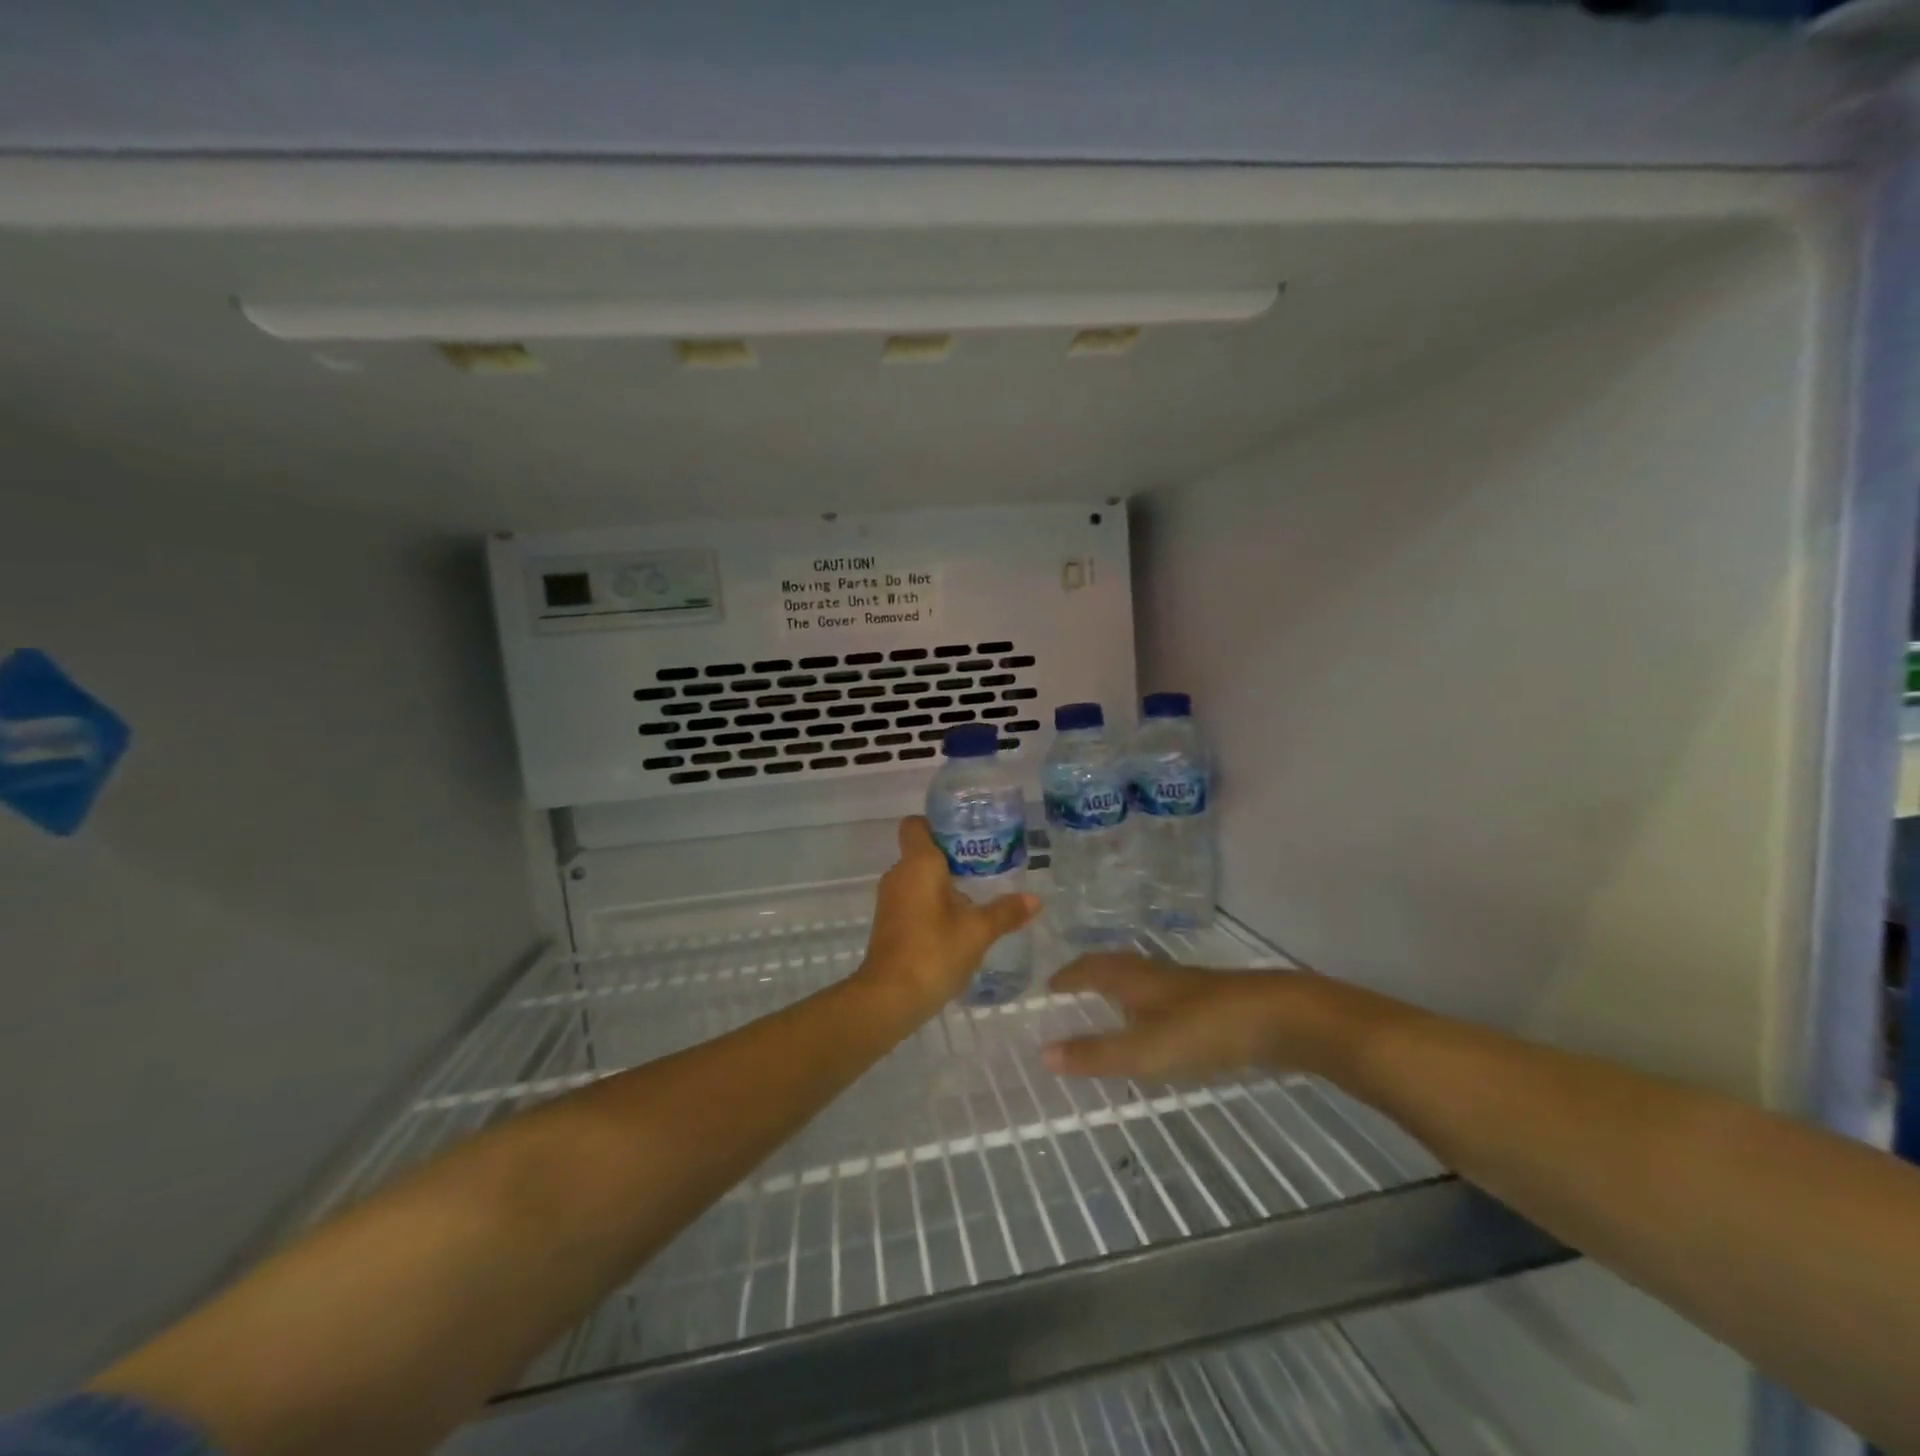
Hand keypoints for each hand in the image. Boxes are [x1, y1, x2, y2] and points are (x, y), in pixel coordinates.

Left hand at [854, 816, 1039, 1017]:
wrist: (890, 997)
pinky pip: (913, 899)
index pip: (916, 825)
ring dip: (943, 884)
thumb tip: (1035, 899)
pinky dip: (932, 904)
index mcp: (918, 863)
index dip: (937, 824)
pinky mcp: (889, 923)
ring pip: (918, 878)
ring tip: (978, 894)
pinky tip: (958, 922)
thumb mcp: (978, 931)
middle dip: (951, 857)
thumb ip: (1005, 912)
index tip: (966, 834)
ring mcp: (890, 900)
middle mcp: (899, 874)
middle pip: (922, 852)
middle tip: (985, 865)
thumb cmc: (934, 951)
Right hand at [1043, 954, 1298, 1079]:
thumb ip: (1096, 1054)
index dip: (1068, 976)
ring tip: (1108, 1004)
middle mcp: (1156, 973)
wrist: (1280, 1017)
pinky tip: (1157, 1023)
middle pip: (1114, 966)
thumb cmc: (1204, 1029)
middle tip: (1071, 990)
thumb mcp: (1145, 1049)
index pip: (1090, 968)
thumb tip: (1042, 1054)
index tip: (1048, 986)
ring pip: (1141, 978)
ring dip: (1118, 987)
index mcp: (1134, 978)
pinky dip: (1146, 1003)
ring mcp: (1186, 985)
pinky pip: (1163, 994)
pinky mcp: (1211, 1000)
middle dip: (1090, 975)